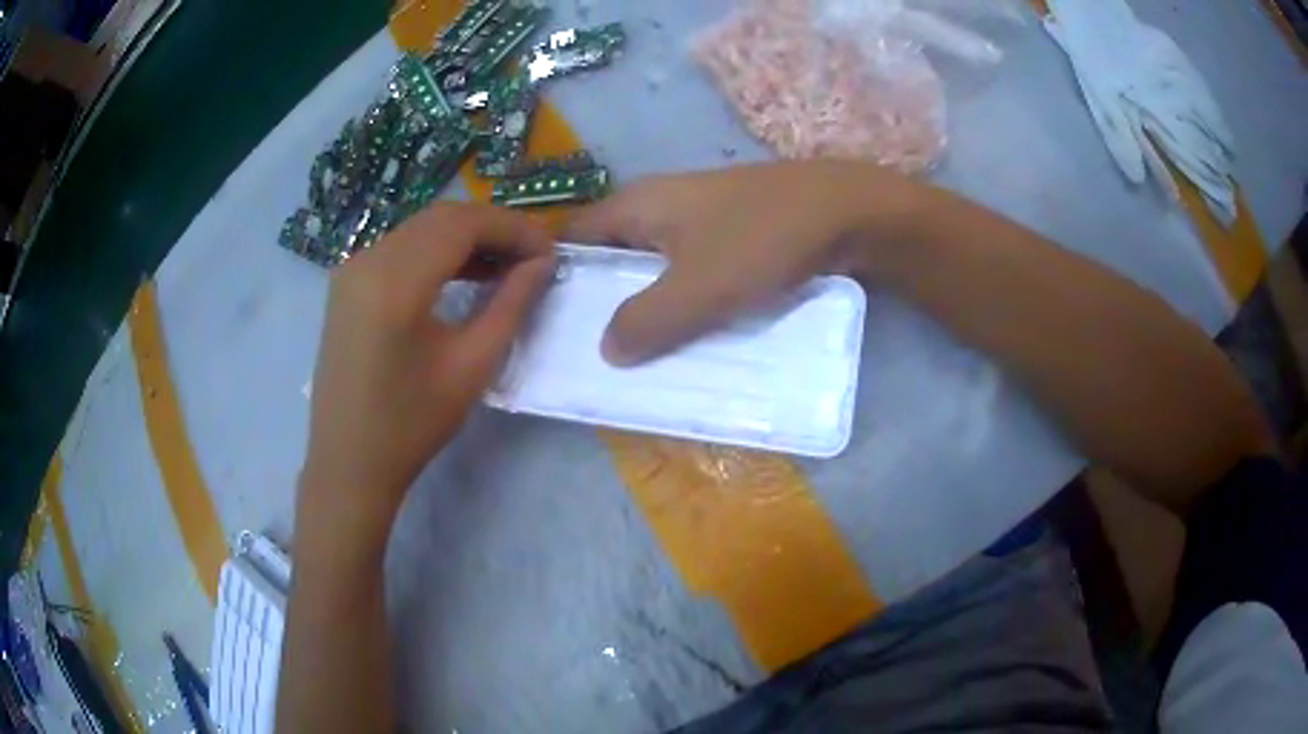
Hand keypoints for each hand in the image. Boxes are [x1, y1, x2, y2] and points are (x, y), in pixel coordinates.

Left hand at [299, 204, 554, 540]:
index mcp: (394, 283)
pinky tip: (464, 274)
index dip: (513, 228)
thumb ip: (511, 304)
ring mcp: (351, 268)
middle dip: (493, 228)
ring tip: (507, 264)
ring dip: (466, 238)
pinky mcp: (348, 282)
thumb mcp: (472, 366)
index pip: (463, 224)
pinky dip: (437, 251)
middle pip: (441, 218)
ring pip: (421, 229)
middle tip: (533, 256)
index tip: (550, 249)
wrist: (349, 462)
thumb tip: (543, 262)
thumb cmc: (412, 425)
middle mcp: (367, 260)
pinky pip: (400, 248)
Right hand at [564, 161, 917, 364]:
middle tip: (594, 355)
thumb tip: (606, 351)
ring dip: (648, 307)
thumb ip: (644, 322)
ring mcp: (699, 217)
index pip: (572, 240)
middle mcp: (660, 205)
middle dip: (603, 303)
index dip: (557, 280)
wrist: (848, 212)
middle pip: (613, 257)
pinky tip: (691, 334)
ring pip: (656, 268)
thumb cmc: (763, 240)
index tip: (553, 328)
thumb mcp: (697, 289)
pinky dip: (685, 300)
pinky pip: (692, 270)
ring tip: (638, 356)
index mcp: (637, 205)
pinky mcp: (732, 232)